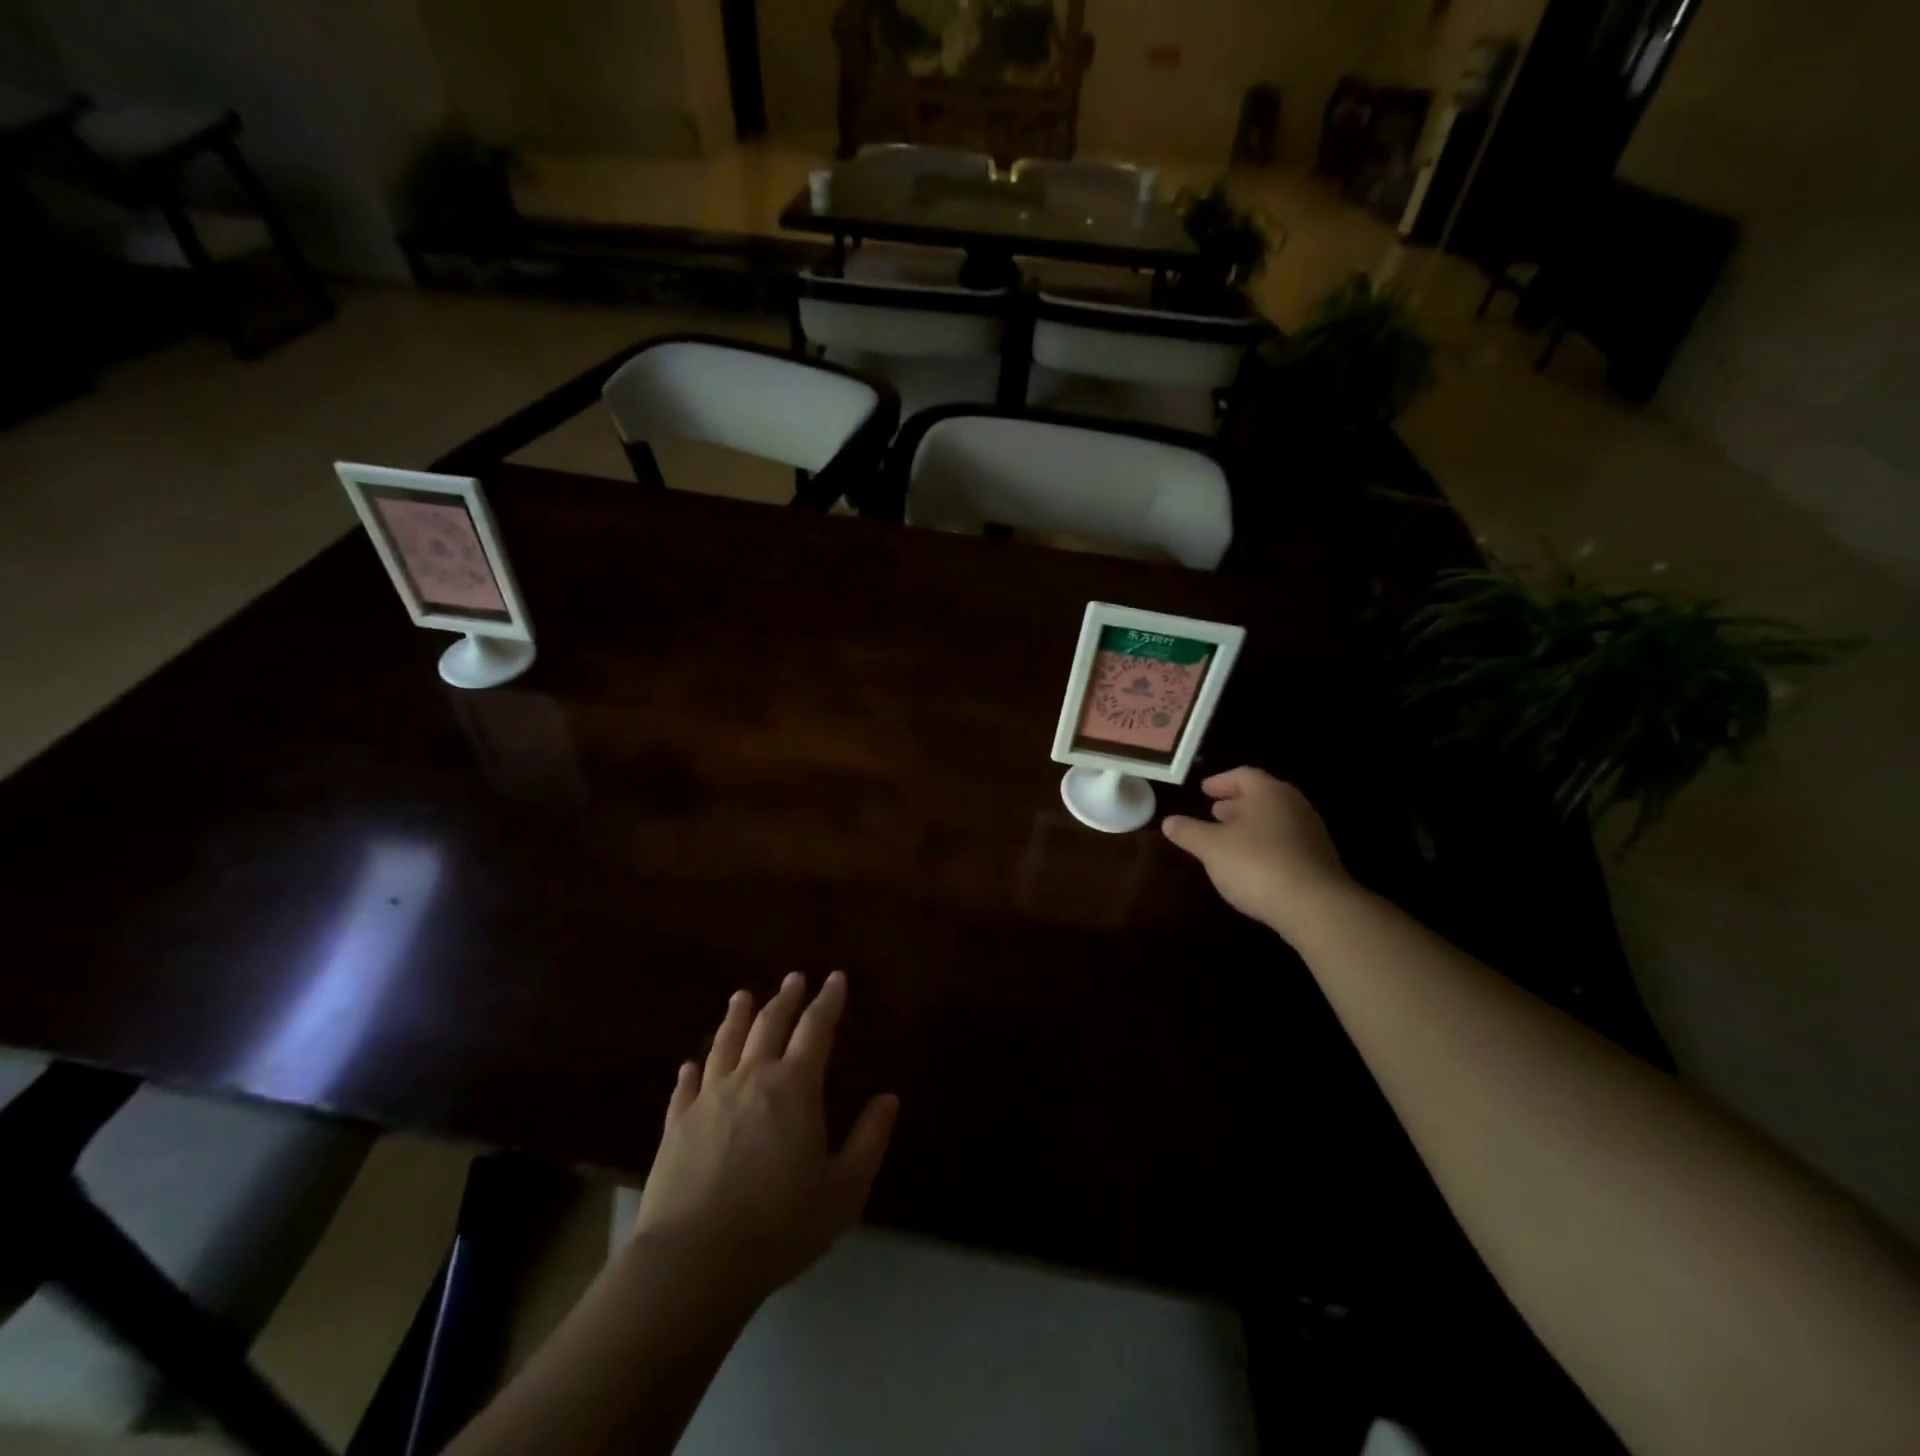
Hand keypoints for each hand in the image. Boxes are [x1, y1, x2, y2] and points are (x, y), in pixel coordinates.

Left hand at [629, 971, 897, 1308]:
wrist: (694, 1261)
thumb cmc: (779, 1225)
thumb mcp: (844, 1190)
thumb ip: (869, 1140)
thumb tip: (888, 1098)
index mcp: (794, 1087)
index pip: (815, 1029)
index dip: (828, 1001)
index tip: (835, 978)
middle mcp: (750, 1079)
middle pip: (769, 1025)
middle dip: (785, 999)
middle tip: (794, 979)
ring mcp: (708, 1098)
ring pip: (725, 1044)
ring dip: (737, 1017)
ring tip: (742, 997)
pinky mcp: (676, 1124)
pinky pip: (686, 1086)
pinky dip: (693, 1069)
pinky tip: (692, 1064)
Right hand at [1161, 768, 1352, 940]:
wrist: (1315, 907)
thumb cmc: (1257, 865)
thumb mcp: (1211, 848)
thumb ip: (1189, 832)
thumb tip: (1169, 821)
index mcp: (1269, 793)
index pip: (1243, 775)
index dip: (1220, 781)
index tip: (1204, 790)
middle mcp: (1294, 805)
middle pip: (1262, 796)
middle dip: (1236, 804)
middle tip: (1214, 812)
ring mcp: (1310, 833)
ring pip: (1274, 820)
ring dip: (1250, 825)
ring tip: (1228, 838)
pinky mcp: (1319, 860)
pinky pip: (1285, 842)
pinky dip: (1264, 844)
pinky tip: (1250, 864)